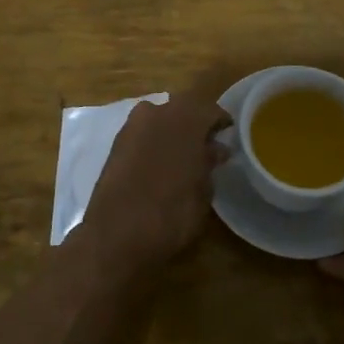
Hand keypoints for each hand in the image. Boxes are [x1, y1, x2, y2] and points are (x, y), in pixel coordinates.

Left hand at [79, 84, 231, 270]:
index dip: (221, 121)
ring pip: (159, 117)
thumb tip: (216, 149)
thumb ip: (209, 163)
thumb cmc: (171, 213)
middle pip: (183, 108)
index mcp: (186, 120)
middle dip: (195, 122)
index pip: (210, 109)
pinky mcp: (115, 143)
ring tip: (181, 153)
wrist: (116, 234)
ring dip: (172, 129)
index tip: (228, 134)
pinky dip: (153, 140)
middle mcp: (157, 113)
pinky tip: (159, 160)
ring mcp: (132, 126)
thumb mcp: (202, 192)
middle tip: (206, 143)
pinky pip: (142, 132)